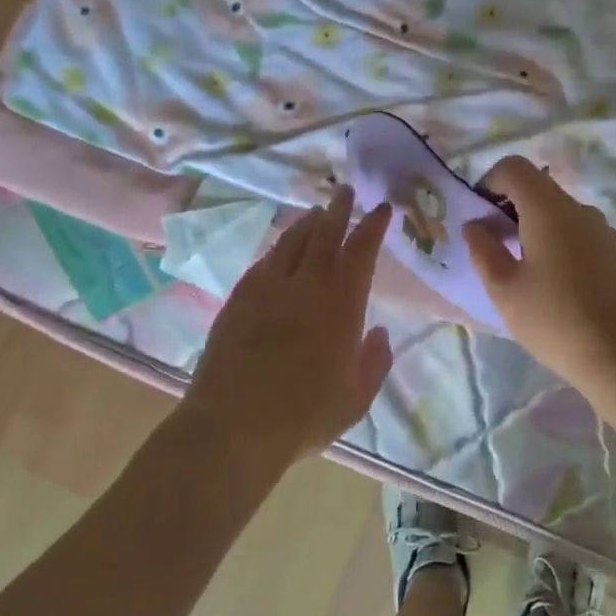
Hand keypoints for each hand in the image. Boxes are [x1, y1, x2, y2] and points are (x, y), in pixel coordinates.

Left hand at [181, 185, 394, 461]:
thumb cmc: (304, 415)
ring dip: (306, 223)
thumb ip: (374, 362)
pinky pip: (263, 262)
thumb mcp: (355, 398)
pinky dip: (277, 248)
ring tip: (315, 212)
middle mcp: (305, 286)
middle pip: (324, 235)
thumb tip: (378, 332)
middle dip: (338, 210)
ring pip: (290, 242)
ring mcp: (267, 289)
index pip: (361, 252)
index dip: (373, 226)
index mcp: (341, 305)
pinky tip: (279, 250)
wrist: (234, 425)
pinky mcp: (238, 300)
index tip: (381, 208)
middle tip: (345, 190)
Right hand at [463, 158, 615, 395]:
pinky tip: (557, 284)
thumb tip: (475, 224)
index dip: (490, 182)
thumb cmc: (554, 321)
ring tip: (526, 271)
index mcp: (548, 209)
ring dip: (535, 227)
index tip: (481, 217)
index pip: (514, 167)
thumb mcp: (504, 289)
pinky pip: (580, 233)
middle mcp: (580, 209)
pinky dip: (559, 242)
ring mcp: (604, 230)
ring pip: (560, 212)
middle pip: (539, 188)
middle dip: (510, 207)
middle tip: (496, 248)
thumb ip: (483, 249)